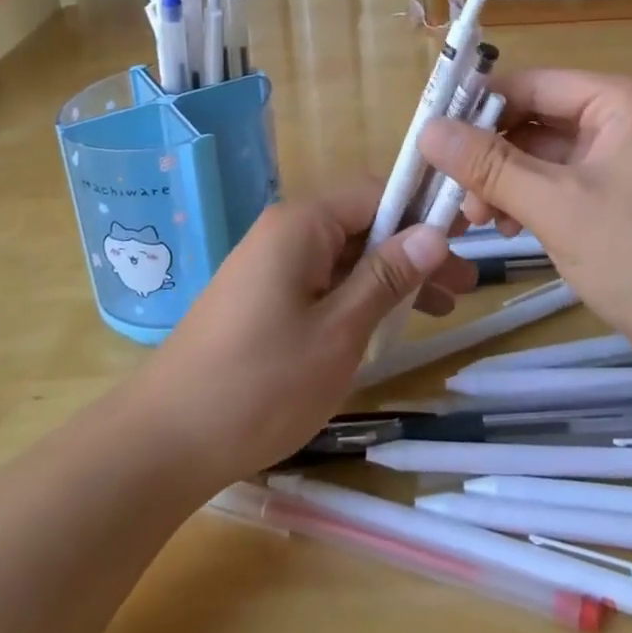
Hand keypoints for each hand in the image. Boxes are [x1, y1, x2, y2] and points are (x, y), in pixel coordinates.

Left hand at [130, 179, 473, 487]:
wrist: (166, 441)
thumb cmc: (261, 384)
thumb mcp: (339, 332)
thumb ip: (387, 277)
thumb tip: (434, 232)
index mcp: (302, 224)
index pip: (375, 192)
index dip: (422, 211)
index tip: (465, 239)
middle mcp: (285, 231)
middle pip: (363, 223)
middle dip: (413, 250)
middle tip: (463, 286)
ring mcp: (271, 263)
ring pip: (346, 255)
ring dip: (391, 276)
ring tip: (441, 309)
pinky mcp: (263, 295)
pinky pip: (323, 279)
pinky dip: (359, 295)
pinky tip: (387, 324)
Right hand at [419, 70, 631, 370]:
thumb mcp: (557, 208)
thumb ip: (489, 166)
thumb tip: (426, 130)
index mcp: (625, 102)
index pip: (535, 84)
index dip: (479, 105)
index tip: (430, 134)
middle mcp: (628, 121)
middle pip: (539, 120)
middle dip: (492, 153)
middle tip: (454, 192)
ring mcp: (628, 164)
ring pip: (547, 157)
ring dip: (508, 182)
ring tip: (480, 219)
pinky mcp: (625, 202)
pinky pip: (565, 186)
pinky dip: (533, 202)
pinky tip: (510, 229)